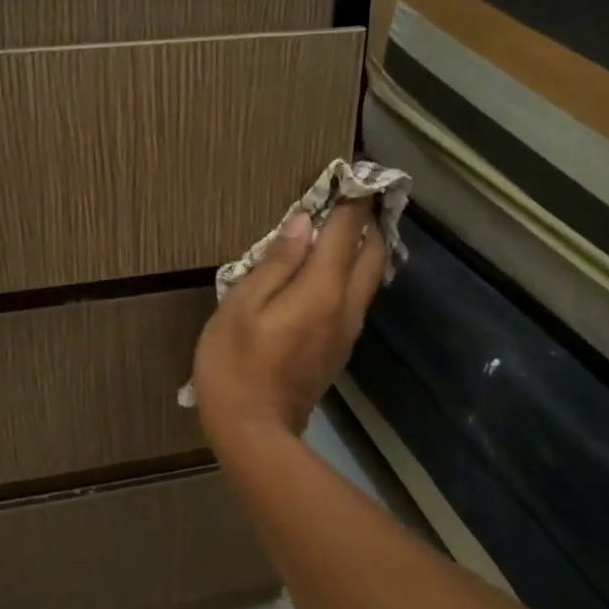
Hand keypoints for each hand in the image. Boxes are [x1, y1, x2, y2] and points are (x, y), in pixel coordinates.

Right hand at [191, 202, 386, 443]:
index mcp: (322, 290)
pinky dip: (353, 274)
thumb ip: (276, 262)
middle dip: (371, 222)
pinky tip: (332, 270)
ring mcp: (347, 331)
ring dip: (364, 248)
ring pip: (370, 278)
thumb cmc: (235, 364)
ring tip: (346, 228)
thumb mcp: (242, 306)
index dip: (352, 202)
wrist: (254, 432)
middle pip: (373, 254)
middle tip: (358, 198)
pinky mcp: (339, 349)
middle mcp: (346, 307)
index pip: (346, 233)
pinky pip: (356, 299)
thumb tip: (303, 223)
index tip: (353, 176)